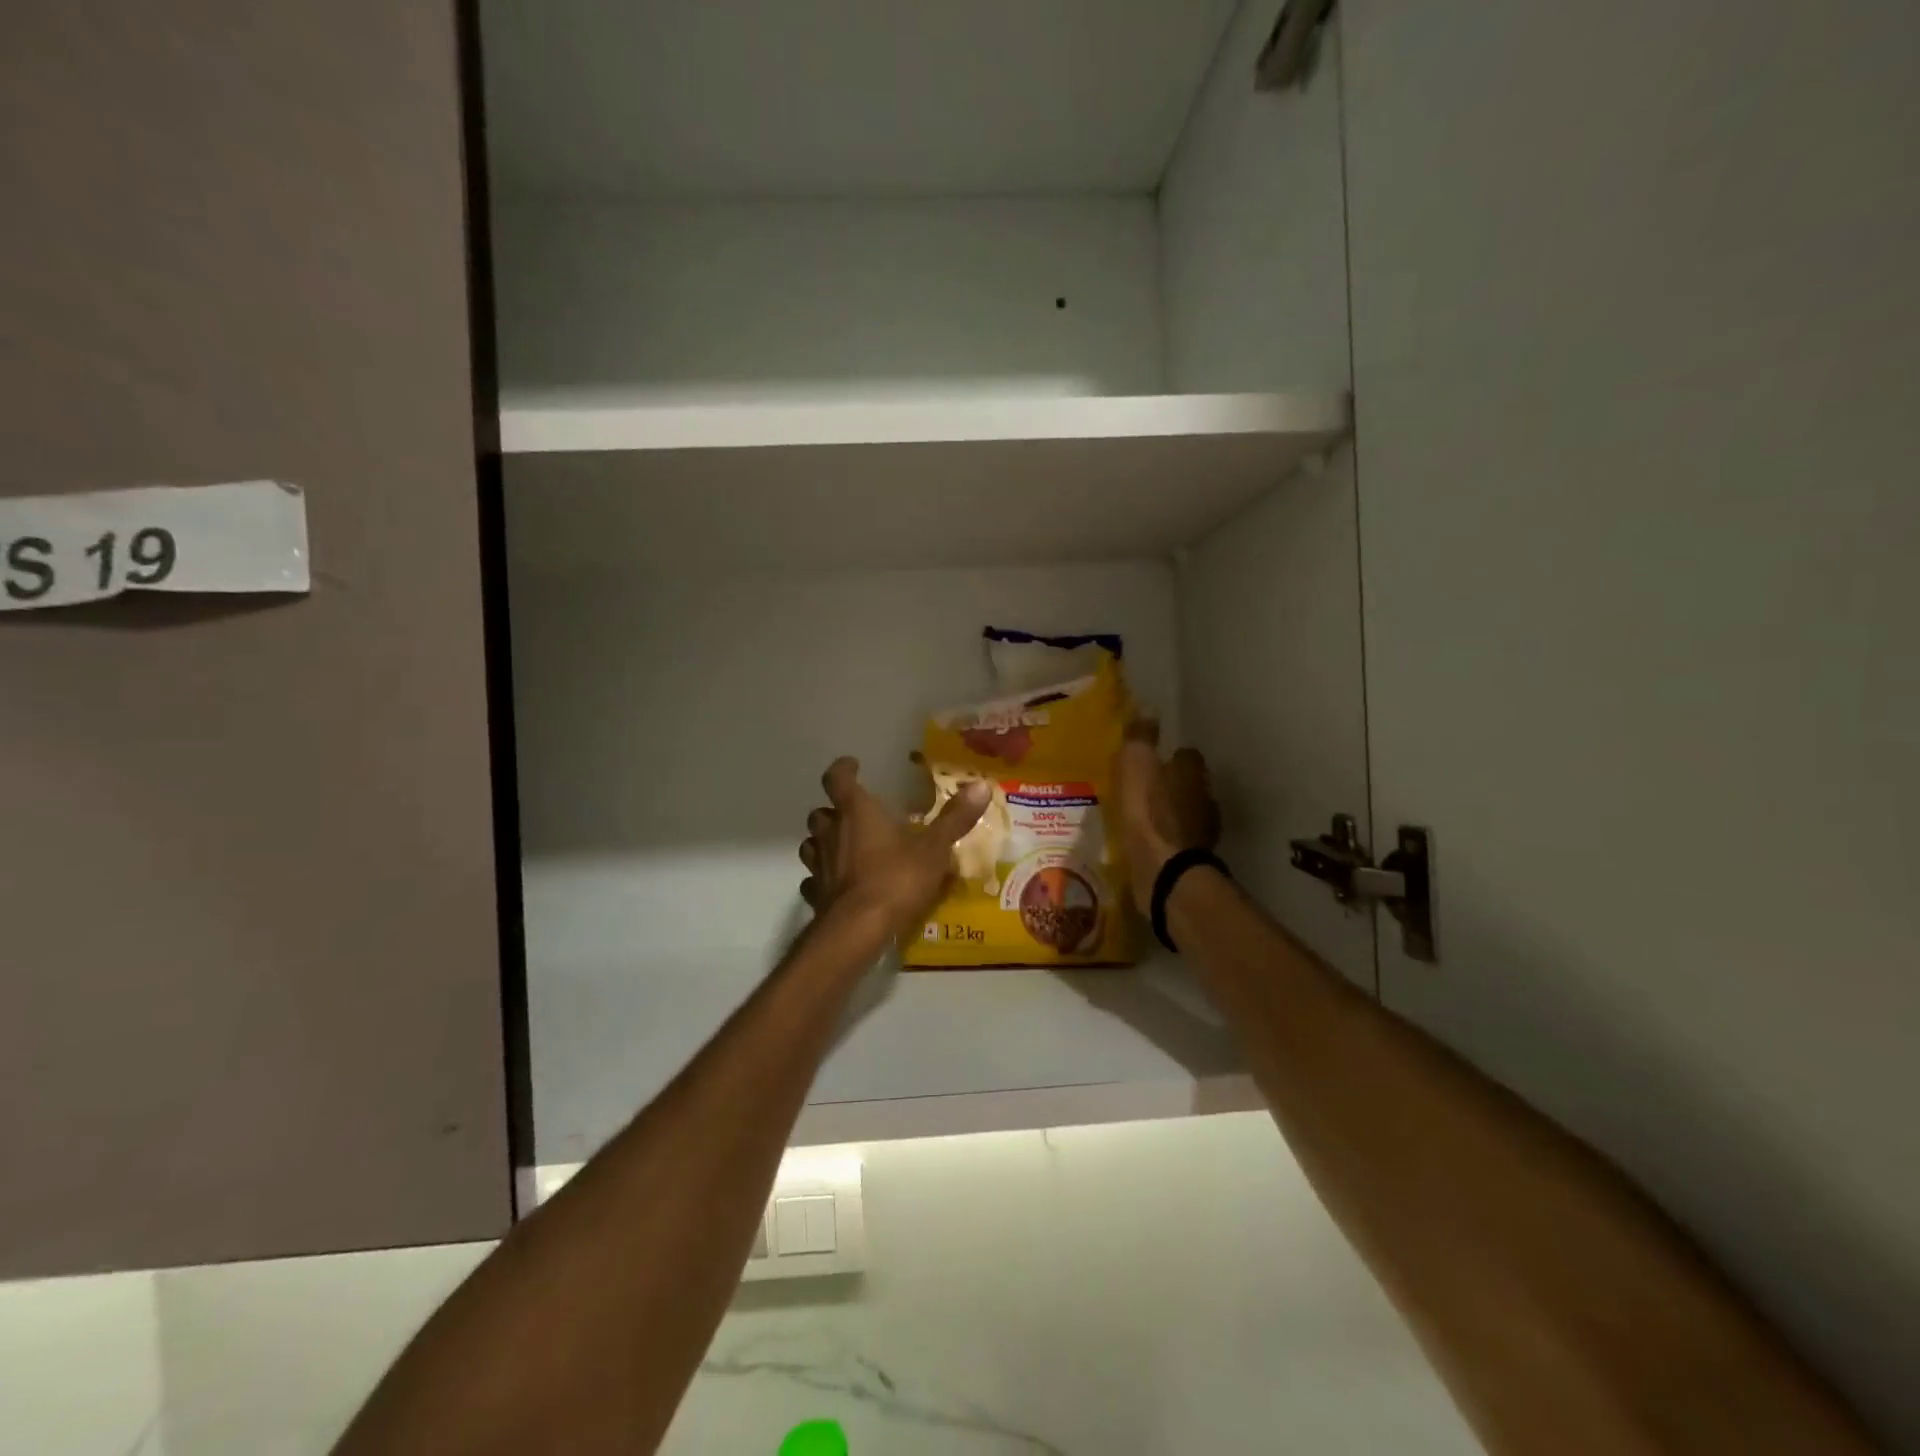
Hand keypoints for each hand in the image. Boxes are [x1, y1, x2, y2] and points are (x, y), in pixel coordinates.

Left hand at [799, 757, 988, 932]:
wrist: (858, 930)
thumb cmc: (896, 880)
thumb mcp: (934, 849)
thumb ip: (955, 818)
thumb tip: (981, 785)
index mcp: (856, 812)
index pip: (837, 779)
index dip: (843, 769)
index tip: (852, 765)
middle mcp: (831, 834)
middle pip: (820, 813)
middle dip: (833, 811)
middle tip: (852, 815)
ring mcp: (818, 865)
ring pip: (811, 845)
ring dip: (823, 842)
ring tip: (843, 848)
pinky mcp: (815, 895)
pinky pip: (813, 880)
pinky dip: (822, 878)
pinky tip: (837, 886)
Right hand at [1112, 720, 1221, 905]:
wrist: (1163, 870)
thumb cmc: (1148, 811)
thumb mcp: (1136, 765)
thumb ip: (1141, 737)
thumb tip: (1148, 708)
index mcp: (1193, 772)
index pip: (1188, 755)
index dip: (1171, 756)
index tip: (1154, 760)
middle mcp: (1205, 798)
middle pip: (1190, 784)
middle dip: (1172, 785)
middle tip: (1146, 788)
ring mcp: (1203, 831)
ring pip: (1186, 813)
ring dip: (1170, 813)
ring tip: (1144, 816)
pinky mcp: (1194, 858)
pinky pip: (1179, 840)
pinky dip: (1167, 838)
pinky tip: (1149, 842)